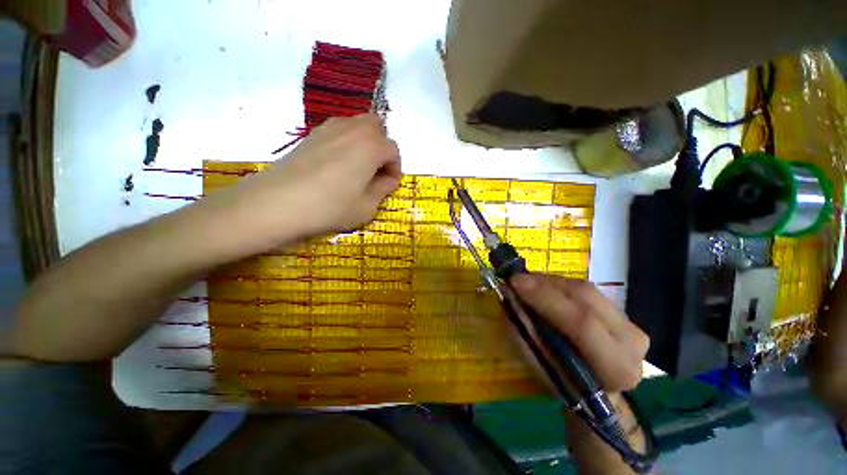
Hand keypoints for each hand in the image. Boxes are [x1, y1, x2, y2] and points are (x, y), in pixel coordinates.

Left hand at [204, 114, 400, 253]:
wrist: (278, 202)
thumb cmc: (330, 207)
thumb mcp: (366, 207)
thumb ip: (383, 190)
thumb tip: (387, 179)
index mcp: (371, 146)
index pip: (393, 150)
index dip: (395, 169)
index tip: (388, 185)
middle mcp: (353, 129)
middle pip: (377, 128)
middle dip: (382, 148)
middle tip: (375, 171)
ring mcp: (329, 128)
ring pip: (357, 125)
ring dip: (365, 143)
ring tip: (357, 169)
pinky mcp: (311, 134)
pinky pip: (339, 131)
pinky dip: (346, 142)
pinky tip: (337, 165)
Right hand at [511, 274, 648, 391]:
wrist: (596, 393)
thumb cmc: (565, 386)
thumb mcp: (541, 366)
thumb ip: (527, 332)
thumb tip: (511, 298)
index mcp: (616, 368)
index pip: (582, 323)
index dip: (546, 299)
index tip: (515, 283)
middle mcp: (632, 342)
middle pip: (586, 298)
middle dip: (545, 284)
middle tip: (517, 279)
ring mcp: (631, 324)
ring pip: (585, 289)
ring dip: (550, 282)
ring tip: (526, 282)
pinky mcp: (622, 313)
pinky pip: (586, 290)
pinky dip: (559, 285)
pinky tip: (542, 286)